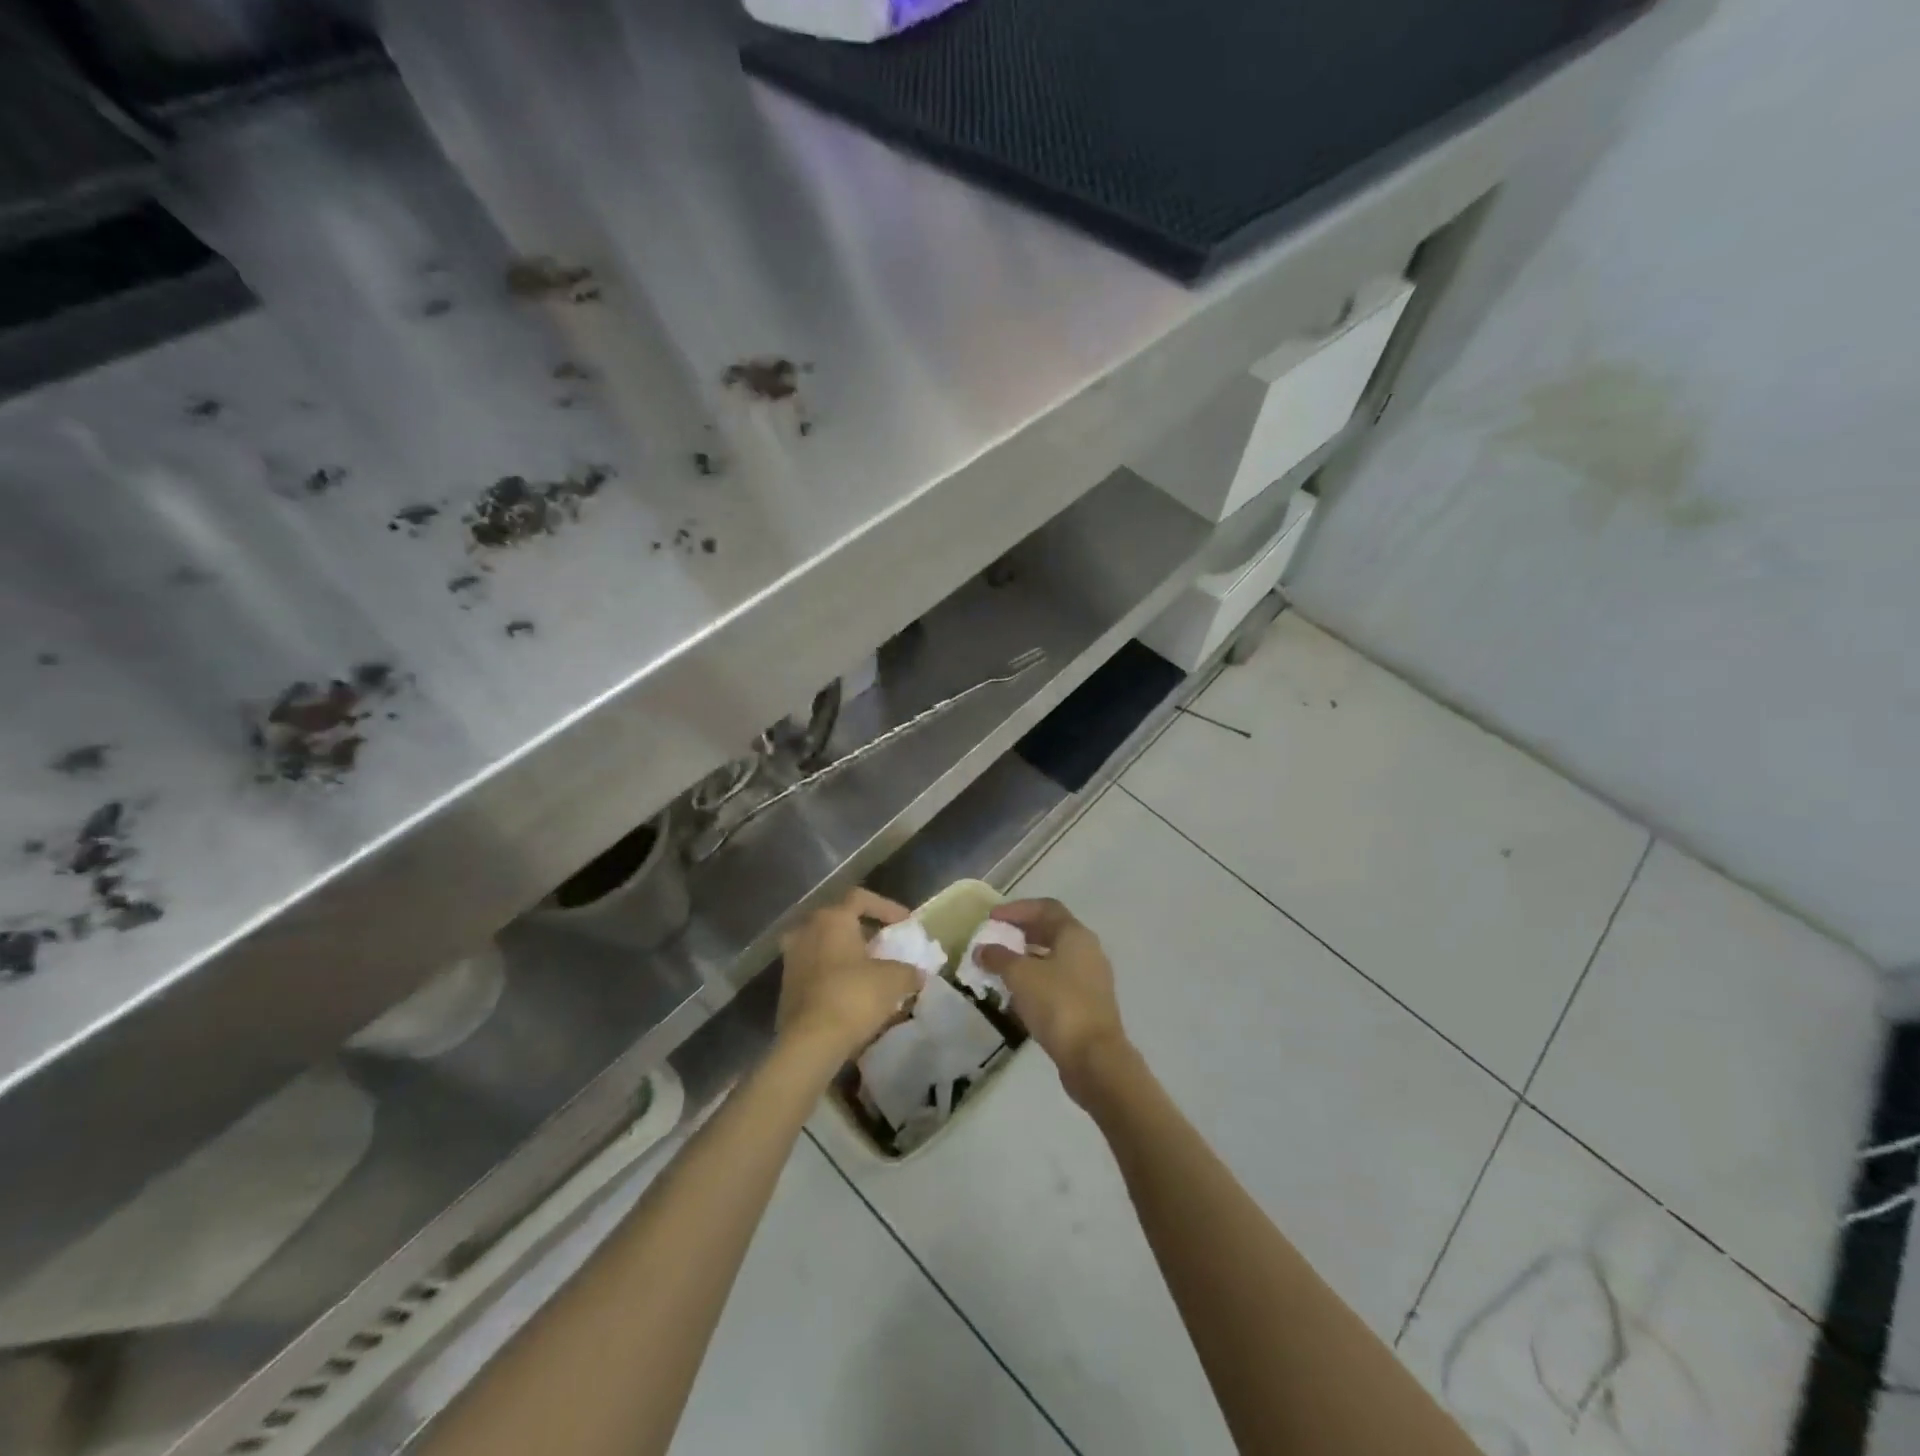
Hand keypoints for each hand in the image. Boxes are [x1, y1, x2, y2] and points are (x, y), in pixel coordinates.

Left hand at [777, 888, 919, 1065]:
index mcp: (831, 919)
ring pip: (825, 946)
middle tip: (886, 945)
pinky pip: (816, 969)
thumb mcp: (893, 980)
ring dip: (848, 954)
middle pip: (840, 920)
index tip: (905, 923)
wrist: (810, 1043)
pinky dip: (835, 974)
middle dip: (865, 931)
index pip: (860, 898)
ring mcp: (792, 959)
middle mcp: (806, 931)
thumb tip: (916, 974)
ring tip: (870, 970)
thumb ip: (908, 971)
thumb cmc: (853, 997)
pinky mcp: (786, 987)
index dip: (886, 907)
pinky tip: (852, 991)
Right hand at [974, 898, 1130, 1102]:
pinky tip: (1019, 994)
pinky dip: (1037, 980)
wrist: (1094, 1058)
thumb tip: (982, 949)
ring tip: (1002, 967)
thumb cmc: (1058, 1005)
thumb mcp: (1021, 976)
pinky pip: (1059, 981)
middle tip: (996, 938)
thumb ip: (999, 958)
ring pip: (1055, 958)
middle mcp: (1088, 950)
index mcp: (1075, 934)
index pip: (1046, 907)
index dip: (1017, 909)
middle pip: (1052, 931)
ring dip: (1028, 958)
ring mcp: (1091, 979)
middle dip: (1022, 932)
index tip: (992, 917)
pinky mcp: (1089, 1004)